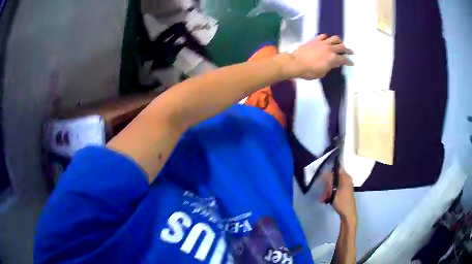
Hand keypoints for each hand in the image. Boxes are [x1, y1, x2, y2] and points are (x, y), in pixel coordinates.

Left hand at [282, 34, 353, 79]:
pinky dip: (327, 38)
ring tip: (340, 43)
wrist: (296, 63)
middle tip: (350, 52)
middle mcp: (330, 49)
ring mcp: (322, 43)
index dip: (349, 61)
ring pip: (334, 38)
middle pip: (342, 47)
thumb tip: (333, 63)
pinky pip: (323, 36)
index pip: (344, 59)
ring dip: (339, 41)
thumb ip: (330, 67)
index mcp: (333, 58)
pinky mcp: (315, 40)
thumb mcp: (322, 73)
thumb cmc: (309, 72)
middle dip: (347, 50)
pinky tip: (327, 40)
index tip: (351, 63)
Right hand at [320, 168, 357, 224]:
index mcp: (346, 177)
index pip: (337, 168)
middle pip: (334, 177)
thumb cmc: (341, 202)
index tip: (323, 177)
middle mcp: (346, 180)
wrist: (348, 214)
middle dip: (327, 184)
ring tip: (323, 198)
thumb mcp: (333, 191)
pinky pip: (335, 189)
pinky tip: (325, 199)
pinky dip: (330, 193)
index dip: (329, 171)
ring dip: (327, 190)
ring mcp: (345, 186)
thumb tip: (325, 172)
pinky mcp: (343, 192)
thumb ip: (329, 181)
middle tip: (324, 191)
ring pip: (334, 184)